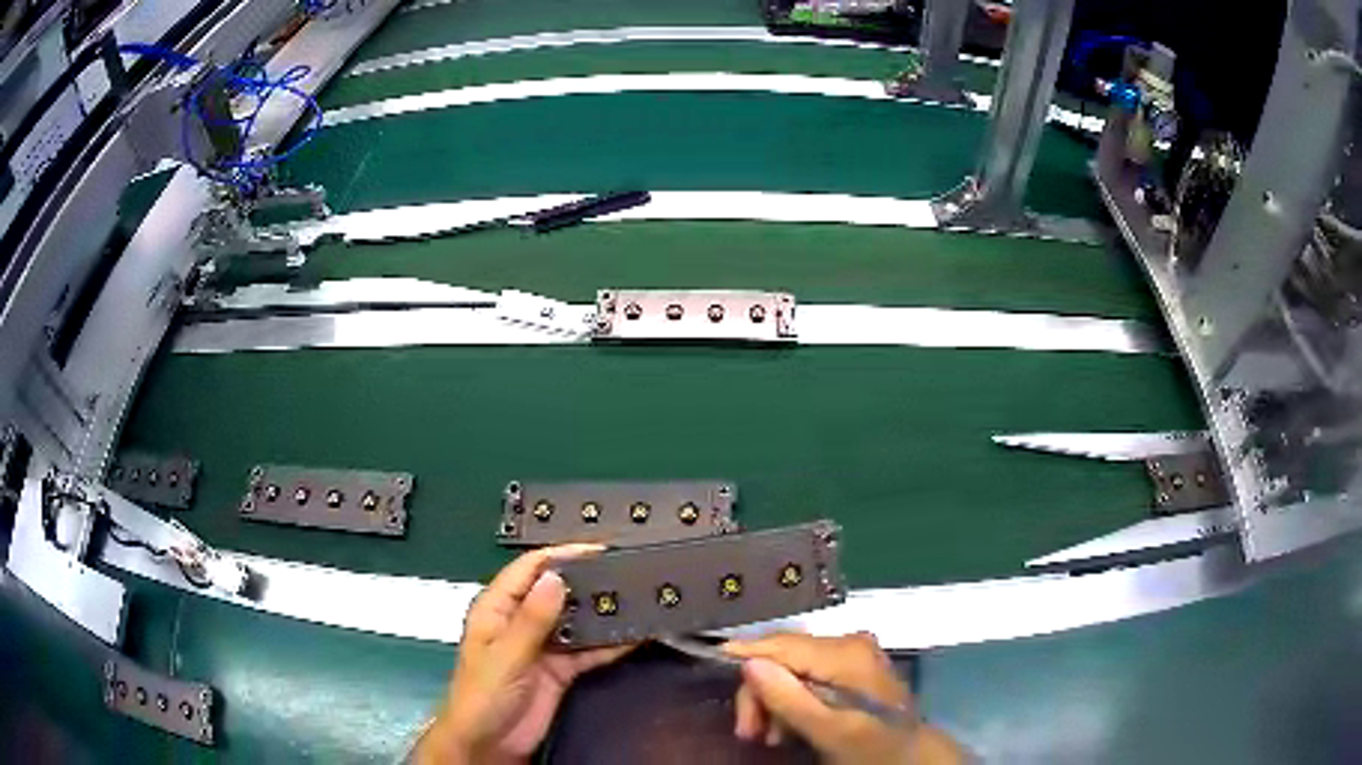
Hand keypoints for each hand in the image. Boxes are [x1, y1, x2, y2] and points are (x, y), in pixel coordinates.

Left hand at [415, 545, 631, 763]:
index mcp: (497, 609)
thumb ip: (531, 620)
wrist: (489, 745)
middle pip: (556, 592)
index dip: (561, 555)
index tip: (598, 549)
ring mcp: (543, 647)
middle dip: (586, 581)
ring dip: (601, 612)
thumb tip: (556, 577)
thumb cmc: (484, 695)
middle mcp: (521, 622)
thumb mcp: (506, 656)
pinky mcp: (560, 671)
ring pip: (575, 621)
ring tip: (637, 598)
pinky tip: (634, 635)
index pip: (529, 570)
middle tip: (625, 572)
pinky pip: (587, 651)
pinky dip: (609, 644)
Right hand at [723, 632, 963, 764]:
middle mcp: (847, 642)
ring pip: (791, 666)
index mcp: (845, 653)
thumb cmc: (872, 745)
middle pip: (784, 655)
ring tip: (768, 736)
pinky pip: (806, 673)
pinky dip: (791, 699)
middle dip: (761, 692)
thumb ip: (789, 698)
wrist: (912, 753)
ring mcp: (851, 652)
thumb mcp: (828, 730)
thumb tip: (749, 663)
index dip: (746, 653)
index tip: (712, 663)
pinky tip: (788, 726)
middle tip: (748, 732)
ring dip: (773, 700)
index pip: (782, 644)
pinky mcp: (849, 665)